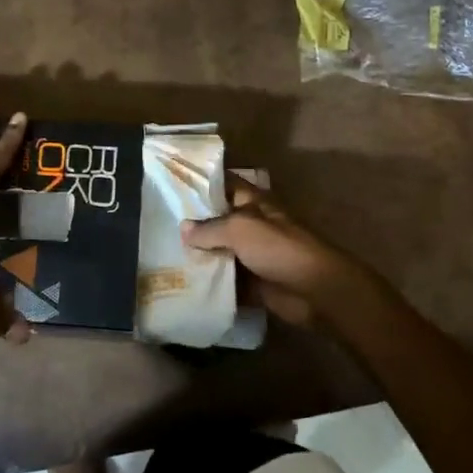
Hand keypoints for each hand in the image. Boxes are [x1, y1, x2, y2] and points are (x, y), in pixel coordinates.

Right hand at [181, 176, 373, 328]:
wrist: (315, 290)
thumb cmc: (279, 248)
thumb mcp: (240, 229)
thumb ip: (209, 228)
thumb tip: (183, 229)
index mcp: (252, 202)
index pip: (223, 183)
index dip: (201, 182)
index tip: (171, 184)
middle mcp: (251, 224)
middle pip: (217, 219)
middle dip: (192, 223)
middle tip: (158, 225)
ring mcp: (252, 253)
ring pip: (219, 250)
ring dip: (199, 255)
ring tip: (164, 254)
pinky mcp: (253, 281)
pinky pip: (226, 278)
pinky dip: (210, 281)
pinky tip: (182, 282)